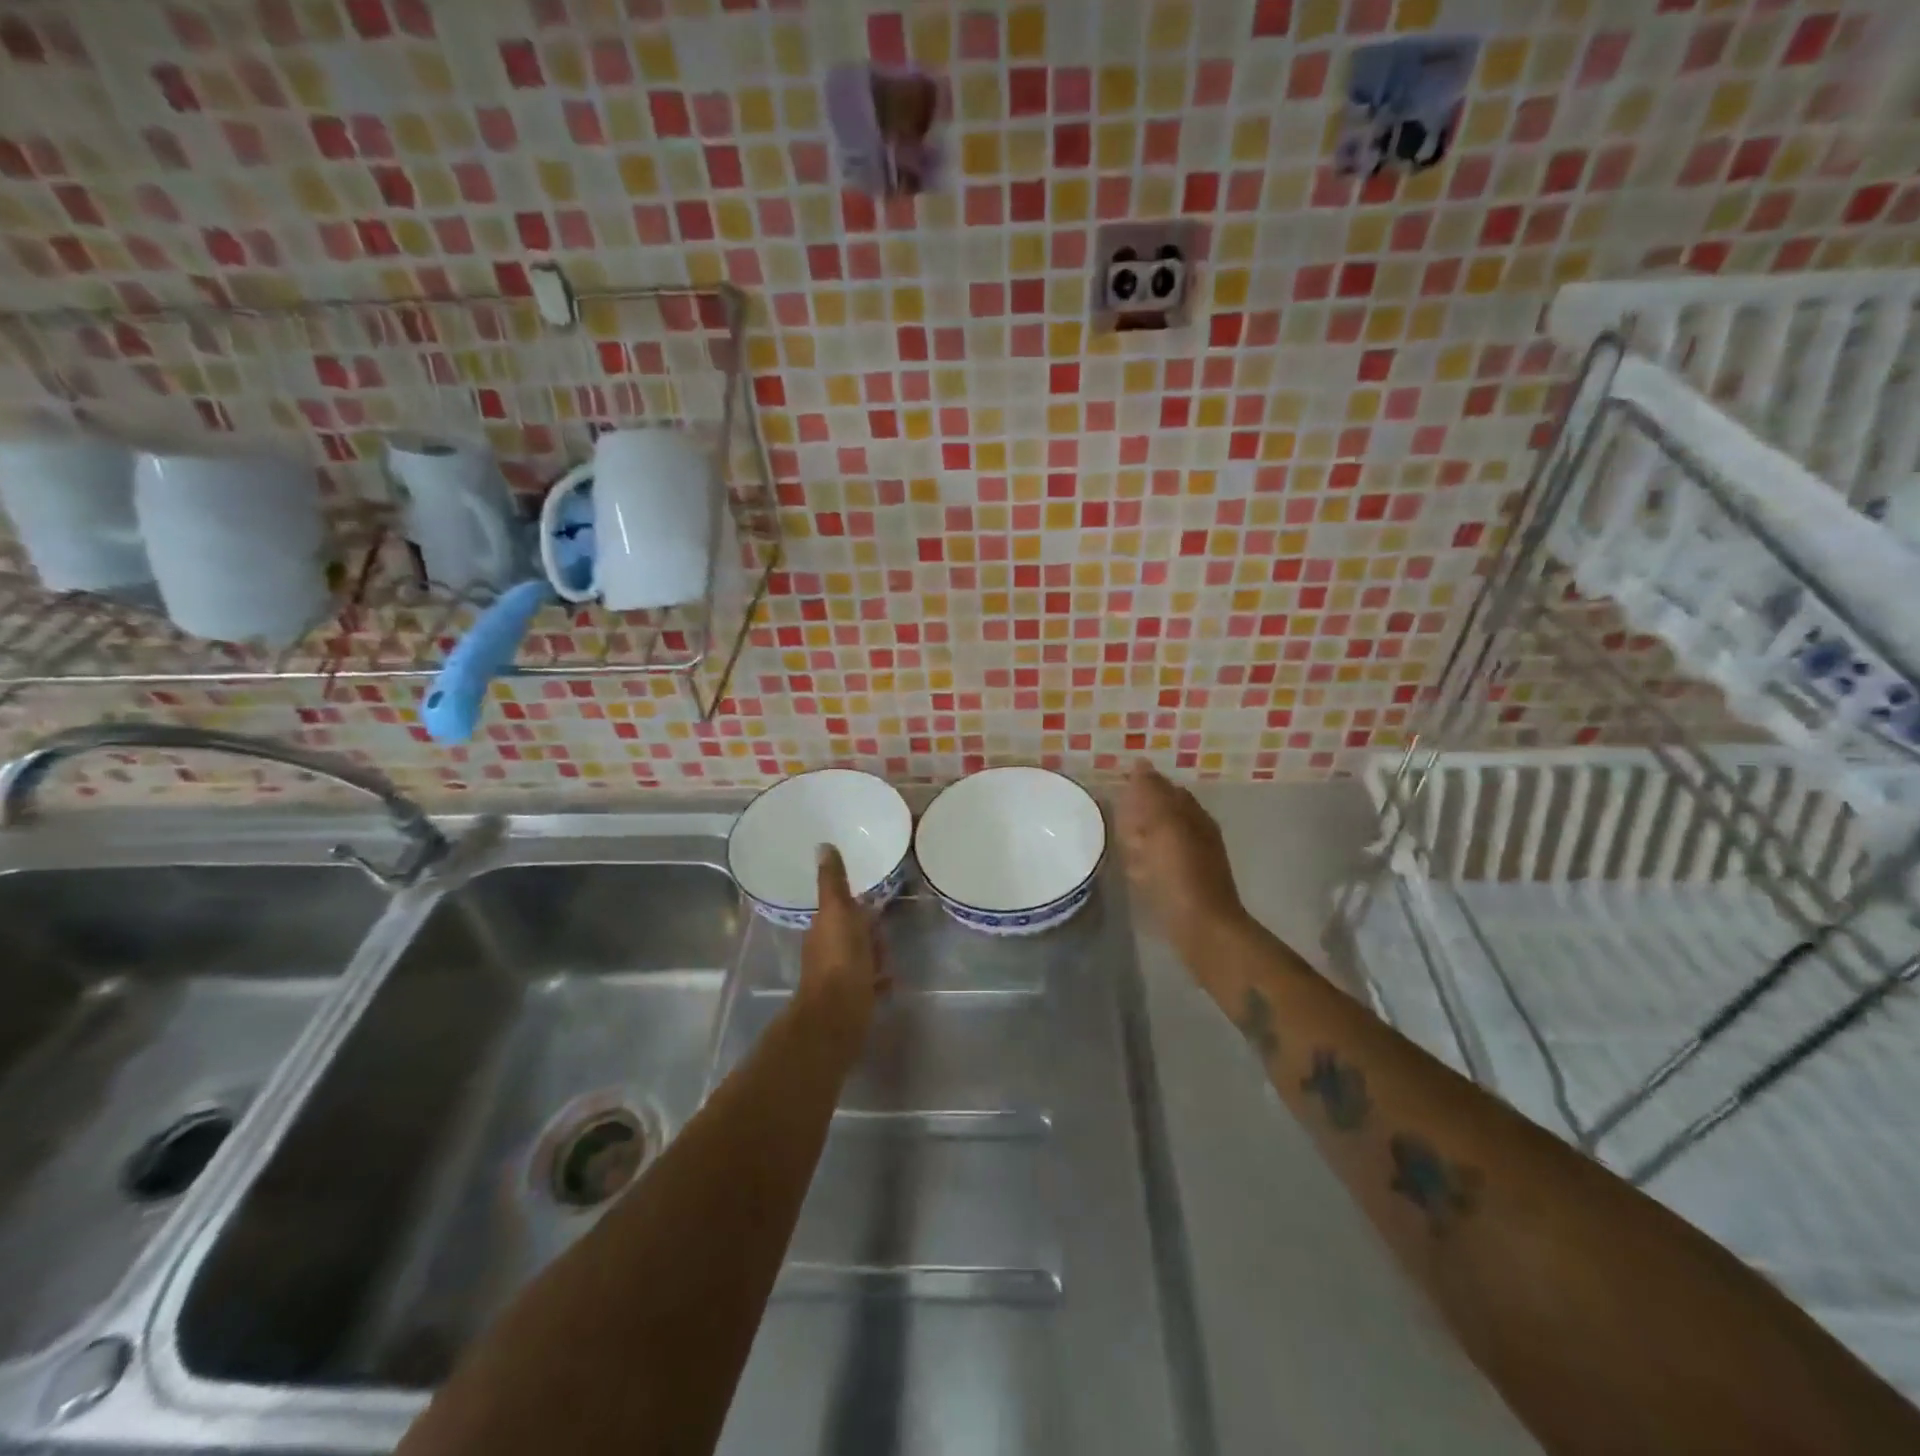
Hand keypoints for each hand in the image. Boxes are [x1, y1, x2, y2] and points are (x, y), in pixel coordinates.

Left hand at [797, 844, 886, 1034]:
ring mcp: (839, 978)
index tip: (874, 903)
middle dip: (869, 932)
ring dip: (874, 956)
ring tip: (889, 958)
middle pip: (852, 935)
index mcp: (822, 929)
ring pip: (860, 959)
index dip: (856, 907)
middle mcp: (826, 952)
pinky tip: (889, 980)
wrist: (840, 1013)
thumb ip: (832, 881)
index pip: (840, 911)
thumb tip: (822, 845)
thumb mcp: (837, 911)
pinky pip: (869, 984)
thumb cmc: (840, 958)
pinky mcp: (852, 1000)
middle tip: (885, 932)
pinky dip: (878, 980)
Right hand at [1116, 760, 1249, 953]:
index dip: (1142, 787)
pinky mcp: (1182, 887)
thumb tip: (1140, 763)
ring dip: (1139, 840)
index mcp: (1193, 815)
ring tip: (1122, 846)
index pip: (1166, 789)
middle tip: (1119, 821)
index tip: (1117, 790)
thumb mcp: (1163, 824)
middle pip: (1162, 814)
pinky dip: (1143, 865)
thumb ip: (1151, 793)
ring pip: (1158, 840)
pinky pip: (1156, 866)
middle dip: (1139, 815)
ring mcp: (1191, 862)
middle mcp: (1196, 834)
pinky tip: (1133, 872)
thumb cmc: (1180, 873)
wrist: (1202, 929)